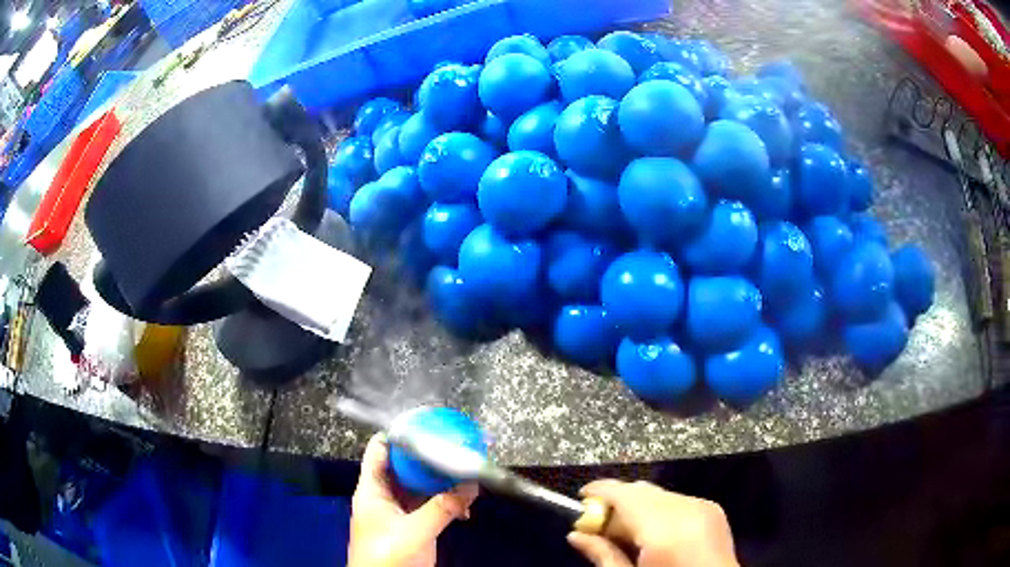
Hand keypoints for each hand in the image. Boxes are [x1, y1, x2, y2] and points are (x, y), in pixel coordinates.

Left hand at [348, 433, 478, 566]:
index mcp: (372, 489)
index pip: (380, 450)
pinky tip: (465, 506)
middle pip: (404, 466)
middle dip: (428, 458)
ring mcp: (398, 511)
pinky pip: (429, 505)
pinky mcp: (412, 525)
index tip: (427, 422)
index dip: (399, 434)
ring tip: (466, 473)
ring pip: (419, 486)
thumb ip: (443, 508)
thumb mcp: (416, 531)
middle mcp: (383, 495)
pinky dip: (446, 503)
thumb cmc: (388, 556)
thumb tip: (472, 484)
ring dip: (441, 481)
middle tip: (456, 447)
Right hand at [567, 480, 737, 566]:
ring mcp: (705, 507)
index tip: (580, 499)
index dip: (600, 491)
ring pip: (659, 494)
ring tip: (625, 535)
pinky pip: (677, 501)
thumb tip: (576, 535)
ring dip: (637, 507)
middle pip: (642, 490)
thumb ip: (604, 556)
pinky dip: (658, 511)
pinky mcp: (714, 510)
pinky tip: (652, 535)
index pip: (626, 494)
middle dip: (617, 503)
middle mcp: (687, 509)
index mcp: (665, 529)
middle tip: (597, 527)